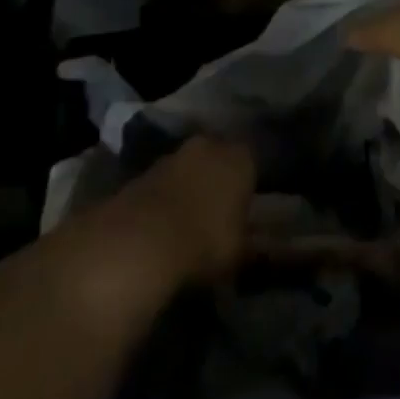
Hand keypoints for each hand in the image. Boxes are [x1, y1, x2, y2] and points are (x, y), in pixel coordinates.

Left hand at [106, 136, 257, 285]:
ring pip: (189, 167)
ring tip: (190, 219)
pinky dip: (166, 197)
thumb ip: (251, 242)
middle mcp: (208, 146)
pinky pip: (164, 182)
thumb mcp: (240, 252)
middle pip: (218, 157)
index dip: (249, 183)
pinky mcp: (142, 172)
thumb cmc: (205, 242)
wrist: (139, 243)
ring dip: (189, 185)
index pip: (252, 161)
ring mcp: (172, 155)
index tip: (247, 205)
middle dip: (218, 177)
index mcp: (240, 158)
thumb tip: (259, 245)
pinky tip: (164, 224)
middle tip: (219, 209)